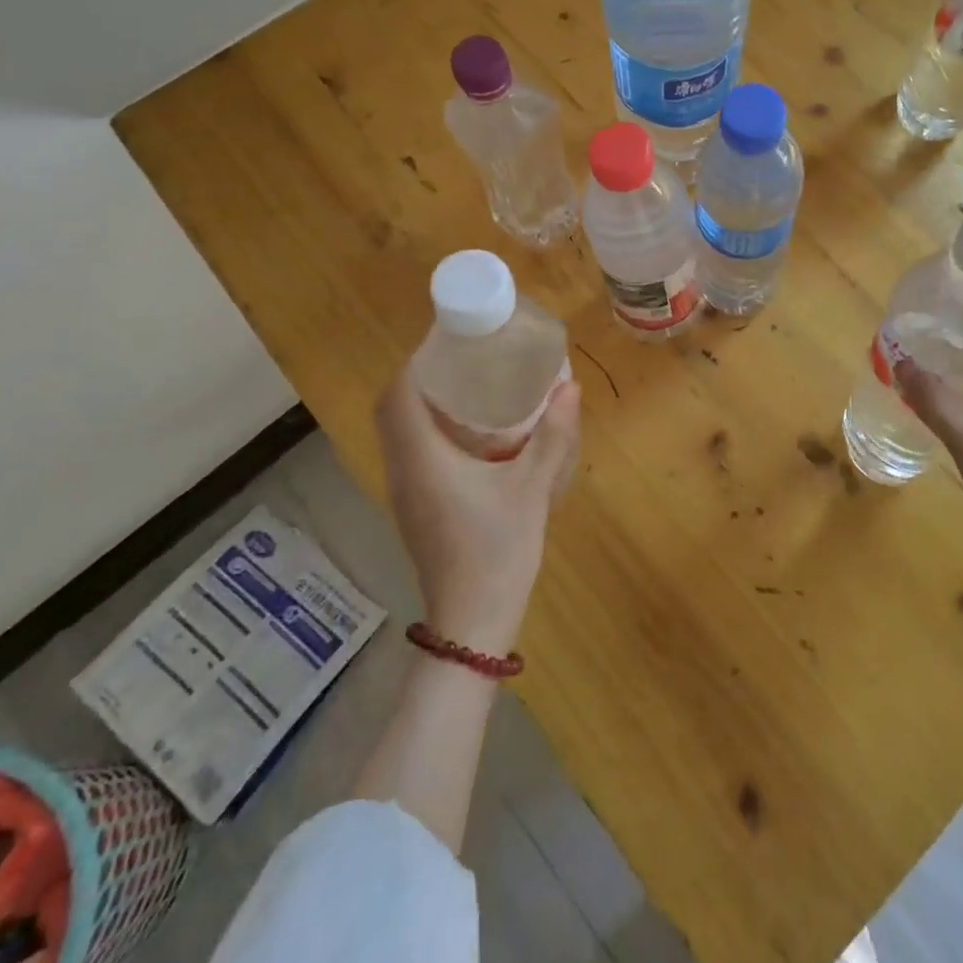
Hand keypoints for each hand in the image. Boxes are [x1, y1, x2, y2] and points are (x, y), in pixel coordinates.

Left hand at [374, 374, 582, 655]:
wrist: (472, 619)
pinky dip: (427, 430)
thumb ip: (553, 436)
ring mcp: (404, 492)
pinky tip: (468, 432)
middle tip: (463, 360)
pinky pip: (409, 453)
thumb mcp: (533, 488)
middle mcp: (403, 470)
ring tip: (467, 385)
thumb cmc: (498, 549)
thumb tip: (570, 387)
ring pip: (398, 433)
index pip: (399, 396)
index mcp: (422, 459)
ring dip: (421, 404)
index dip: (416, 362)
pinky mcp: (414, 507)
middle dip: (419, 378)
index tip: (447, 342)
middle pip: (392, 410)